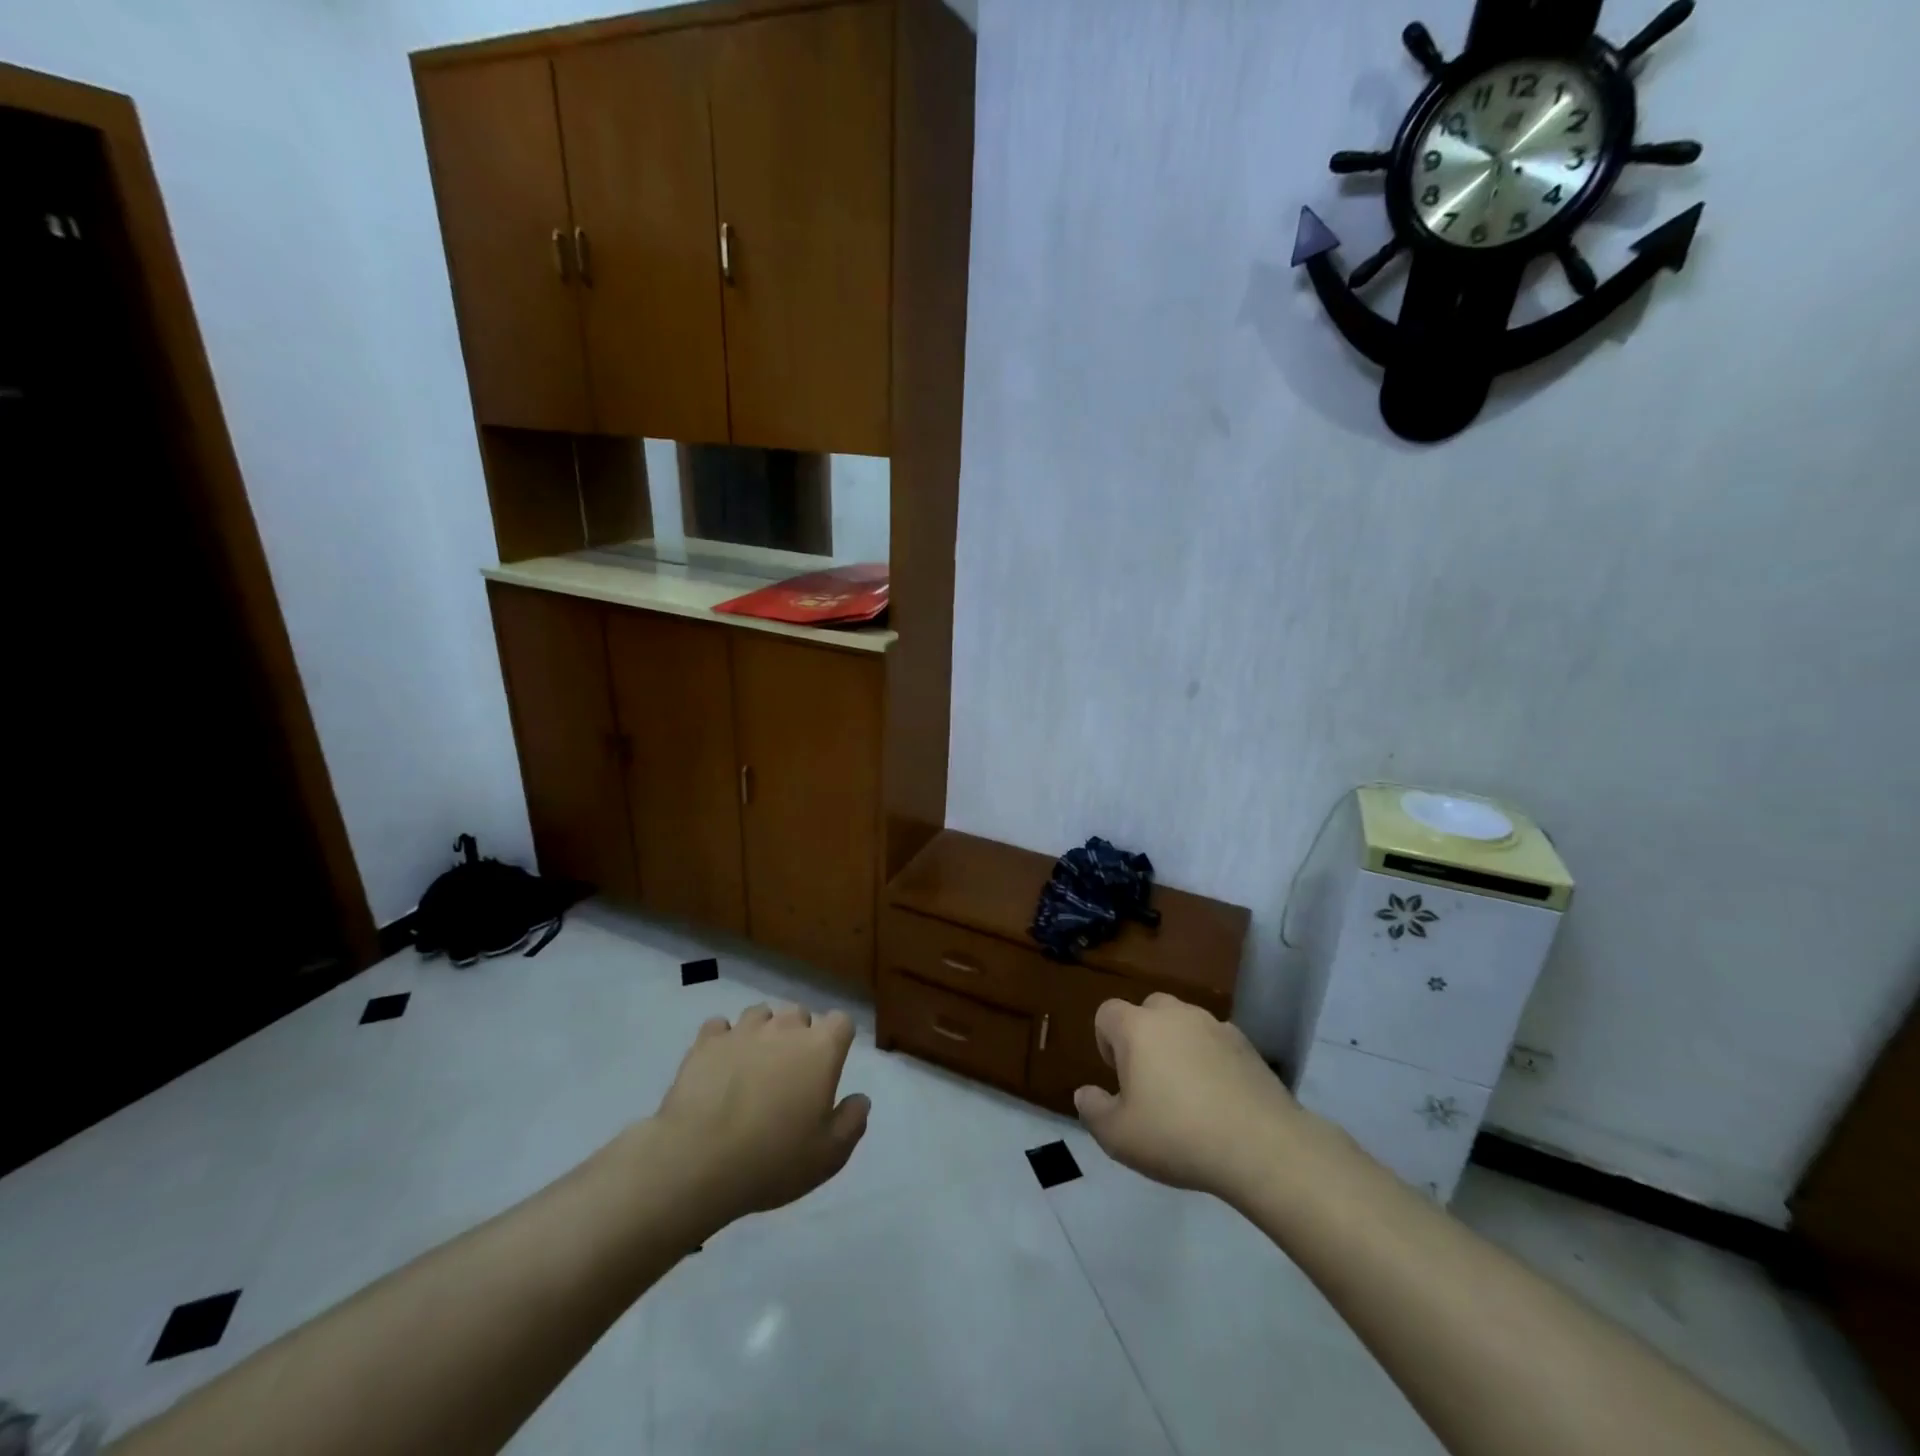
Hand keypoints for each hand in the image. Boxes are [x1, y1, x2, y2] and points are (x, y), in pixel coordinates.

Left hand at [650, 1004, 870, 1229]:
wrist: (697, 1161)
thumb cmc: (773, 1159)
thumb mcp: (829, 1155)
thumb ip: (852, 1122)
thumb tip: (860, 1099)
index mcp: (821, 1049)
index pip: (841, 1021)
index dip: (838, 1039)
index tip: (830, 1065)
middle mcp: (785, 1028)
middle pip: (800, 1014)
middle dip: (800, 1035)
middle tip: (791, 1072)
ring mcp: (743, 1031)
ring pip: (761, 1014)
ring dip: (763, 1033)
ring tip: (754, 1065)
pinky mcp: (706, 1042)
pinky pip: (719, 1027)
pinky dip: (723, 1040)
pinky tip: (720, 1064)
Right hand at [1074, 993, 1306, 1201]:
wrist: (1261, 1146)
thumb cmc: (1177, 1135)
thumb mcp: (1118, 1136)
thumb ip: (1093, 1111)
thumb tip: (1085, 1093)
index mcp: (1137, 1028)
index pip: (1107, 1012)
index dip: (1105, 1041)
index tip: (1117, 1077)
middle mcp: (1175, 1014)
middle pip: (1148, 1010)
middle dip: (1143, 1037)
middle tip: (1150, 1081)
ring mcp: (1214, 1025)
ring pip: (1185, 1024)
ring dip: (1178, 1046)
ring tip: (1187, 1092)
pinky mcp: (1246, 1045)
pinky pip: (1216, 1042)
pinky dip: (1211, 1059)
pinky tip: (1220, 1098)